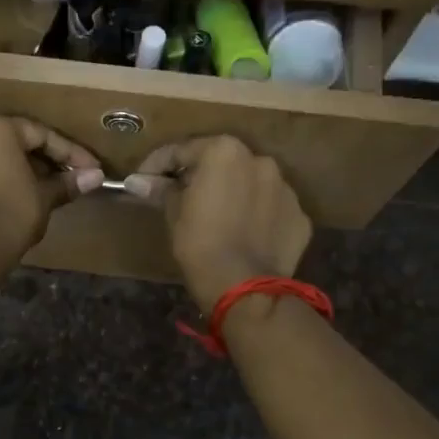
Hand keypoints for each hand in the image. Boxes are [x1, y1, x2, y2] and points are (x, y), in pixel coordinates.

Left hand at [0, 116, 104, 258]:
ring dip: (11, 176)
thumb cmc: (13, 212)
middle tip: (63, 182)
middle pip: (11, 146)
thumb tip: (95, 177)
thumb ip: (67, 183)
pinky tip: (1, 209)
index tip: (91, 170)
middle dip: (39, 163)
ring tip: (32, 197)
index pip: (40, 135)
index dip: (71, 154)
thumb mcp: (45, 196)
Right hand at [124, 136, 310, 308]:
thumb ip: (162, 190)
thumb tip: (139, 182)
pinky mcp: (299, 216)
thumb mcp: (174, 214)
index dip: (157, 165)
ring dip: (233, 194)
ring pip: (251, 184)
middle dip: (200, 176)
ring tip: (217, 219)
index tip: (142, 181)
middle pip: (222, 162)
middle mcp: (260, 160)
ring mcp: (286, 188)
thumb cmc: (200, 244)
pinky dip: (256, 215)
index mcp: (224, 152)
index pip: (182, 151)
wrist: (245, 287)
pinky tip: (243, 235)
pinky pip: (270, 209)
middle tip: (180, 198)